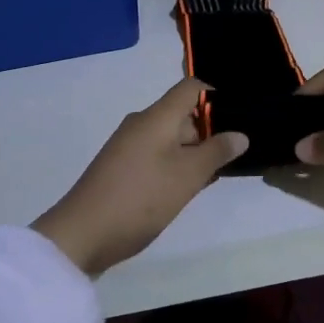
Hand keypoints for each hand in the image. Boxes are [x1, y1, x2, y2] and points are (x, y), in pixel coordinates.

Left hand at [33, 80, 248, 275]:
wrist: (82, 234)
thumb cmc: (140, 198)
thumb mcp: (186, 176)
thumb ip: (216, 152)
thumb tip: (240, 134)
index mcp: (156, 117)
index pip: (191, 88)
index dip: (217, 96)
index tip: (240, 119)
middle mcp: (141, 124)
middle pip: (182, 114)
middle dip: (210, 132)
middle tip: (238, 156)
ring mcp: (129, 147)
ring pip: (171, 139)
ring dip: (195, 153)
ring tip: (219, 175)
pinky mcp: (122, 169)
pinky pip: (157, 156)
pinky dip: (177, 167)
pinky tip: (190, 188)